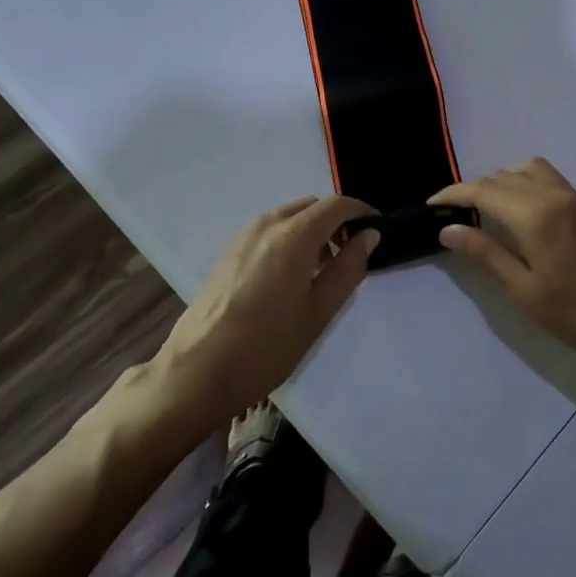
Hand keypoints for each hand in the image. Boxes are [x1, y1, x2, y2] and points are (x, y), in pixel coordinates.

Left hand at [150, 195, 378, 430]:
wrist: (198, 370)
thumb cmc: (266, 346)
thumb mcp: (318, 312)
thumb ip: (348, 268)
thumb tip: (368, 235)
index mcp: (293, 235)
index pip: (336, 205)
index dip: (362, 212)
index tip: (377, 230)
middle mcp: (267, 224)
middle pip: (312, 206)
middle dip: (336, 221)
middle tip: (351, 255)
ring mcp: (244, 236)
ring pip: (289, 216)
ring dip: (312, 230)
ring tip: (322, 270)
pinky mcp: (229, 251)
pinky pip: (270, 229)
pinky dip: (290, 238)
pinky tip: (291, 276)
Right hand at [430, 158, 575, 375]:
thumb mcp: (525, 291)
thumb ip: (485, 254)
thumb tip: (448, 229)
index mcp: (535, 215)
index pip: (483, 190)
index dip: (453, 194)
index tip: (431, 205)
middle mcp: (554, 195)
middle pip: (503, 176)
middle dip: (473, 189)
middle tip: (453, 214)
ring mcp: (575, 198)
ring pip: (527, 170)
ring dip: (501, 181)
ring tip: (484, 211)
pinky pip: (547, 178)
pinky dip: (523, 183)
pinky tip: (517, 213)